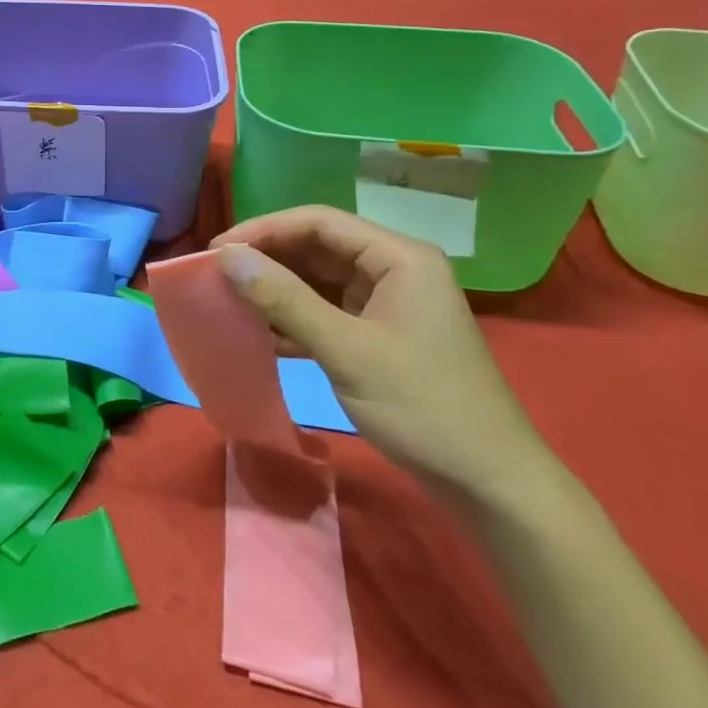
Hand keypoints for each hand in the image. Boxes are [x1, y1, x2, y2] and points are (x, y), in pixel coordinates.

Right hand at [212, 206, 555, 507]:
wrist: (490, 485)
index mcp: (399, 257)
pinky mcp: (381, 334)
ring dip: (277, 289)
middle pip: (318, 247)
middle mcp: (395, 269)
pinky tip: (261, 333)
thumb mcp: (346, 350)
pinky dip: (295, 318)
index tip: (217, 251)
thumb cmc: (422, 407)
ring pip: (320, 280)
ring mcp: (389, 303)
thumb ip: (284, 299)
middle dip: (268, 259)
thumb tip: (227, 257)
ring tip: (231, 300)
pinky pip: (328, 311)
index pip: (318, 222)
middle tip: (217, 276)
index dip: (263, 230)